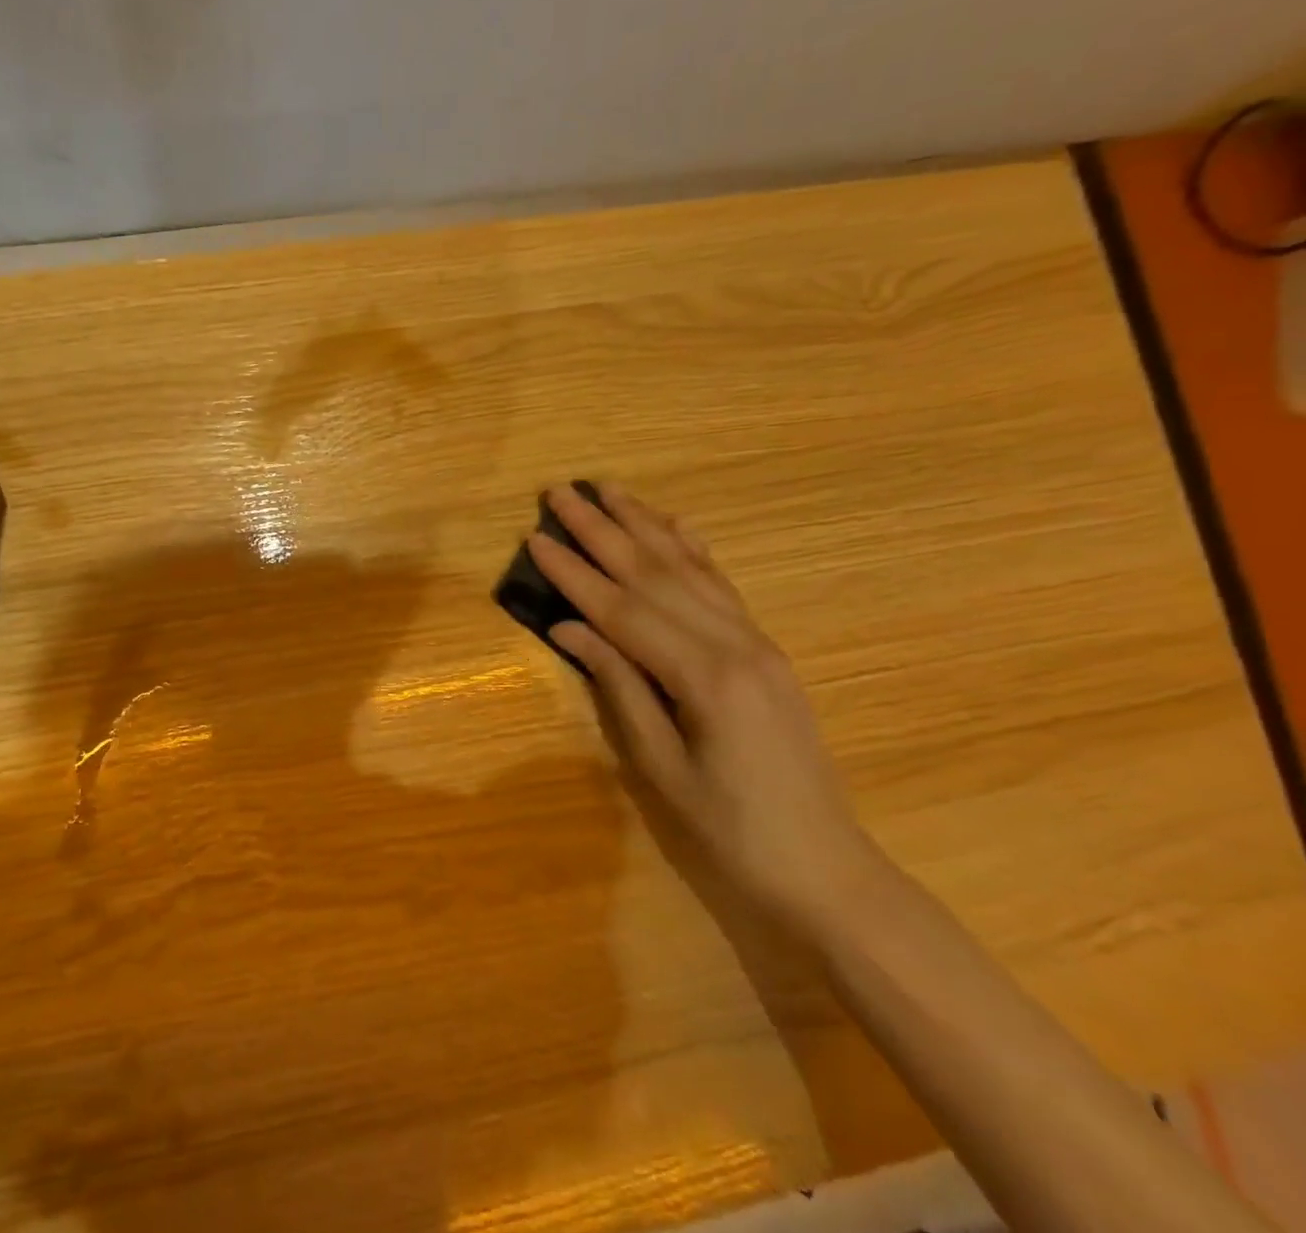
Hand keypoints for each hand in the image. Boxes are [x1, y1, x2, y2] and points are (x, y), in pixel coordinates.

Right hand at [530, 483, 875, 924]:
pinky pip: (722, 586)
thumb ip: (617, 687)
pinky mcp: (765, 650)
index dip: (574, 573)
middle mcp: (734, 644)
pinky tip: (675, 524)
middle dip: (602, 530)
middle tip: (560, 492)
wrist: (825, 870)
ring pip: (689, 569)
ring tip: (608, 490)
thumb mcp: (660, 768)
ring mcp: (756, 642)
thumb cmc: (731, 832)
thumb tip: (568, 629)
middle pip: (654, 575)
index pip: (622, 610)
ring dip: (644, 525)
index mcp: (704, 677)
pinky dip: (693, 550)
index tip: (535, 537)